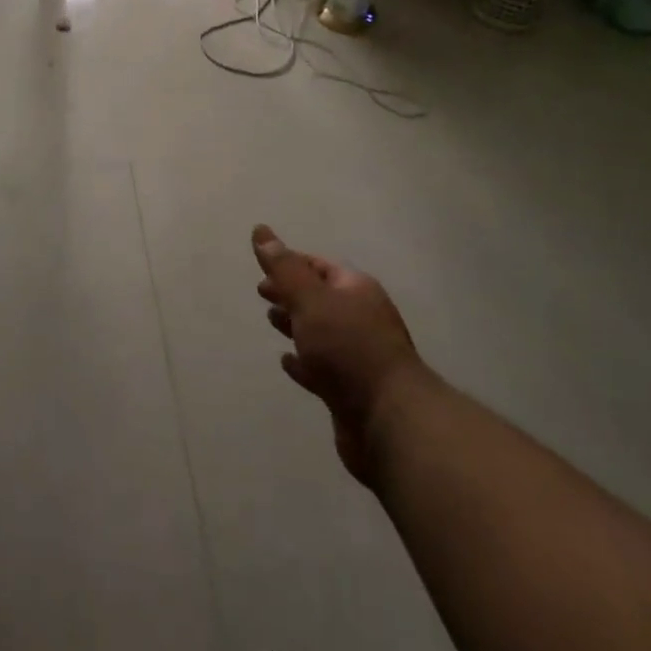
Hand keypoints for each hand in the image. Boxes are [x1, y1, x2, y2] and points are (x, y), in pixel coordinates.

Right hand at [253, 226, 418, 486]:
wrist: (389, 420)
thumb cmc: (347, 348)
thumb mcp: (310, 299)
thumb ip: (284, 268)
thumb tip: (260, 230)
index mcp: (356, 289)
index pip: (319, 266)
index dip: (290, 263)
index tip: (262, 267)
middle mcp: (360, 317)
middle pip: (320, 297)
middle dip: (291, 293)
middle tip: (262, 293)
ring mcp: (357, 355)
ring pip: (320, 331)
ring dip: (295, 324)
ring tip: (270, 320)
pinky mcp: (351, 389)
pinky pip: (321, 367)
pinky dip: (303, 362)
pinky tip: (287, 362)